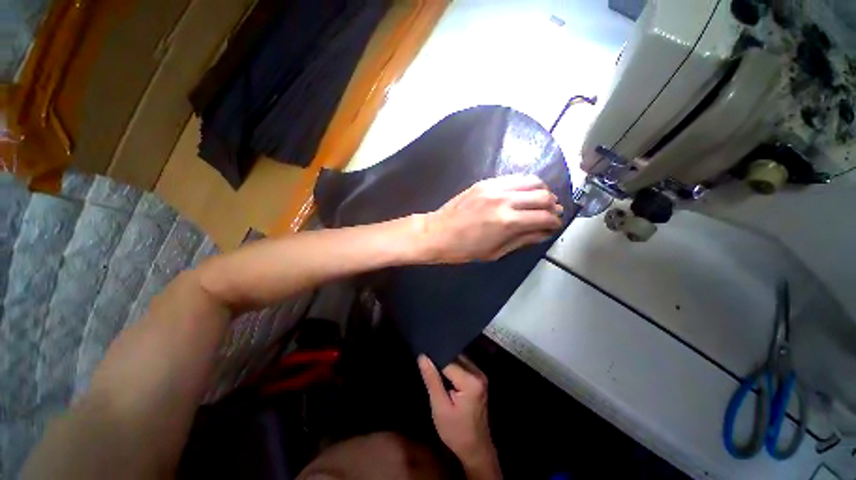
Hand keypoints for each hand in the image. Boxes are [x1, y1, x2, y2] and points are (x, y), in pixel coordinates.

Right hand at [418, 355, 501, 478]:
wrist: (475, 449)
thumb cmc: (456, 432)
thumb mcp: (440, 408)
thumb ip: (432, 380)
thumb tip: (422, 356)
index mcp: (470, 381)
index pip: (448, 361)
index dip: (434, 361)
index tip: (422, 362)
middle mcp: (478, 373)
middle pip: (454, 357)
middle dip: (440, 360)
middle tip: (425, 366)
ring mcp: (480, 375)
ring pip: (458, 359)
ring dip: (445, 364)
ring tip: (432, 370)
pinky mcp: (478, 379)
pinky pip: (462, 365)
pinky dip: (452, 368)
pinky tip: (443, 375)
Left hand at [419, 175, 562, 262]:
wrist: (437, 233)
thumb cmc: (464, 249)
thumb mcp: (495, 252)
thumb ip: (523, 240)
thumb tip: (544, 232)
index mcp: (508, 222)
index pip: (545, 217)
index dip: (555, 222)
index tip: (555, 226)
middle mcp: (504, 199)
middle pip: (543, 195)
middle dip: (553, 206)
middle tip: (551, 214)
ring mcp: (494, 187)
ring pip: (531, 180)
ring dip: (541, 191)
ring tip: (540, 202)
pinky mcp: (485, 182)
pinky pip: (514, 177)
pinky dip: (525, 184)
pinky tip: (522, 193)